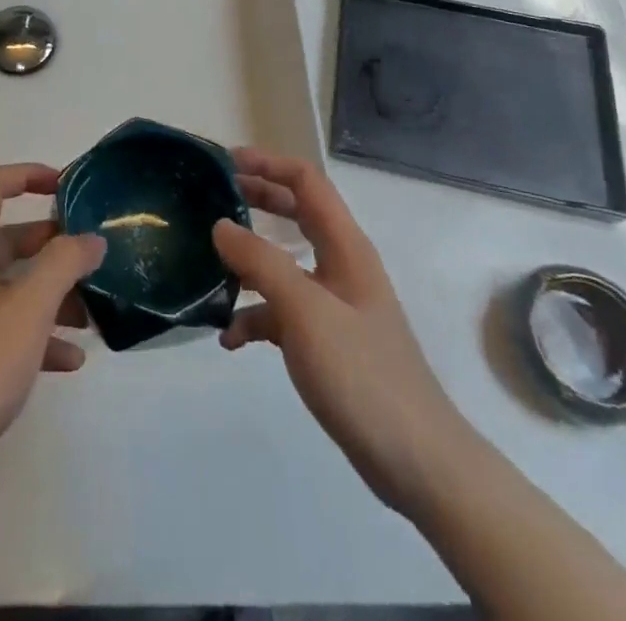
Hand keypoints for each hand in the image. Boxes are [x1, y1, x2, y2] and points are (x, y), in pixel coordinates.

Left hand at [0, 163, 105, 484]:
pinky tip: (69, 362)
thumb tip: (89, 237)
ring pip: (10, 289)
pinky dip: (36, 336)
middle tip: (92, 257)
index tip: (66, 187)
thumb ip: (62, 267)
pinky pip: (4, 331)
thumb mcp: (26, 313)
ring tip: (91, 316)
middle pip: (7, 240)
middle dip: (51, 244)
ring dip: (50, 295)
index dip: (26, 175)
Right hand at [212, 149, 459, 512]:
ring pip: (285, 263)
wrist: (417, 462)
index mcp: (345, 245)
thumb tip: (221, 225)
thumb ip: (261, 262)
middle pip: (296, 213)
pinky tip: (229, 338)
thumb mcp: (304, 311)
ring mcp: (335, 304)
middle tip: (212, 197)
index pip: (306, 181)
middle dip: (255, 200)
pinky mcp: (328, 341)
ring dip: (249, 260)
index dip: (267, 163)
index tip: (224, 163)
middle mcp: (341, 265)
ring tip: (209, 261)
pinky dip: (256, 316)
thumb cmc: (362, 374)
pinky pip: (283, 312)